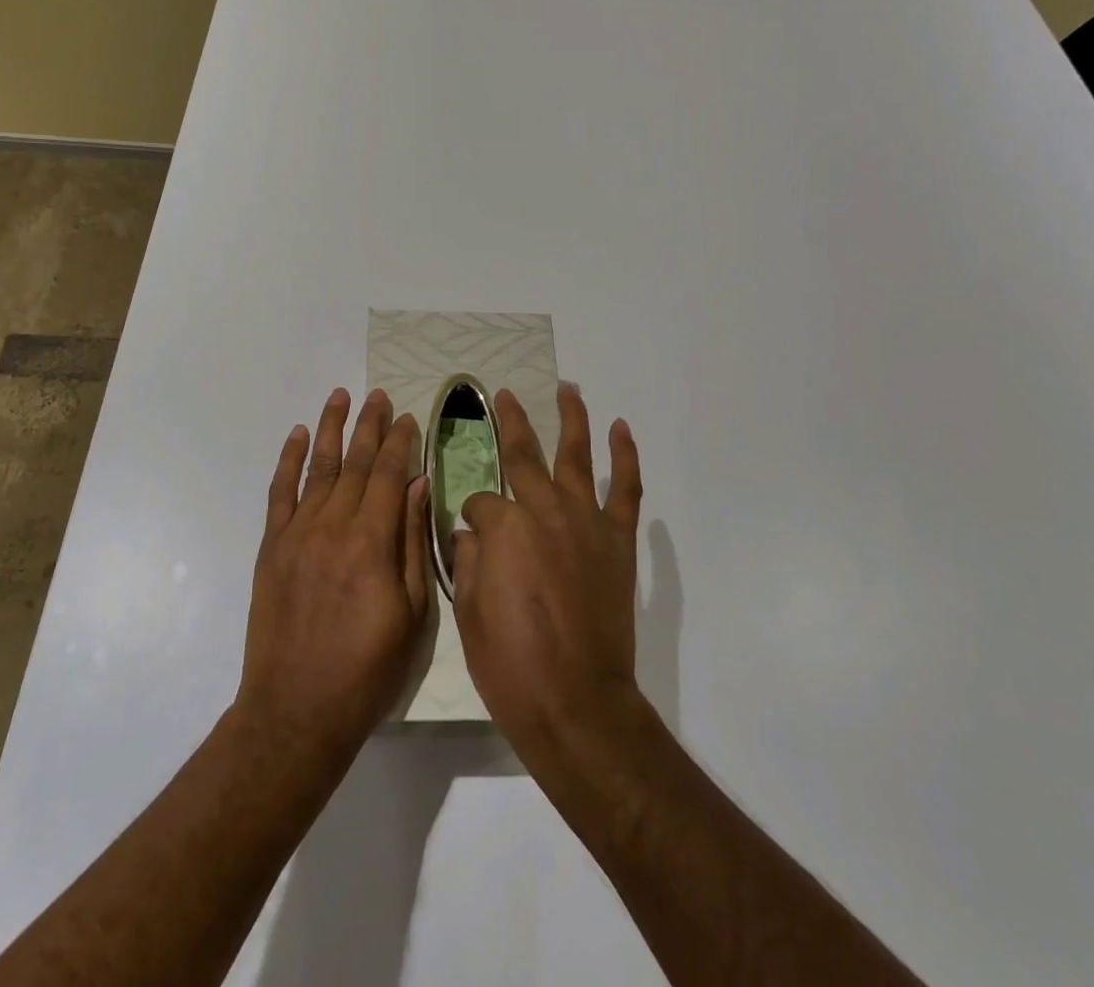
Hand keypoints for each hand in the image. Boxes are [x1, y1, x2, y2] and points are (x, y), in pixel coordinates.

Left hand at [236, 388, 430, 760]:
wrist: (296, 710)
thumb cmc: (367, 669)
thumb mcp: (412, 613)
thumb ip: (413, 543)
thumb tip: (419, 486)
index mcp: (372, 543)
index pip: (390, 476)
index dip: (400, 443)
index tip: (408, 417)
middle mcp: (333, 526)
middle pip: (356, 463)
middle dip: (370, 425)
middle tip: (379, 395)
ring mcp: (297, 534)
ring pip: (319, 468)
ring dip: (331, 429)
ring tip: (341, 396)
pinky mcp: (271, 547)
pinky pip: (280, 493)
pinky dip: (288, 460)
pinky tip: (299, 435)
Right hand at [452, 384, 644, 763]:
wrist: (576, 704)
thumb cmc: (511, 664)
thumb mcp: (467, 610)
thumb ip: (469, 558)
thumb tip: (473, 533)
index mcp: (503, 525)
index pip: (480, 503)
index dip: (472, 517)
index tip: (471, 536)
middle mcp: (544, 509)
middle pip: (524, 455)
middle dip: (510, 423)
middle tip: (503, 396)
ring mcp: (585, 521)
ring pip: (577, 455)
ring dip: (572, 418)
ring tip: (568, 389)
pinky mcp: (617, 541)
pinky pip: (625, 489)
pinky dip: (625, 457)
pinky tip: (621, 430)